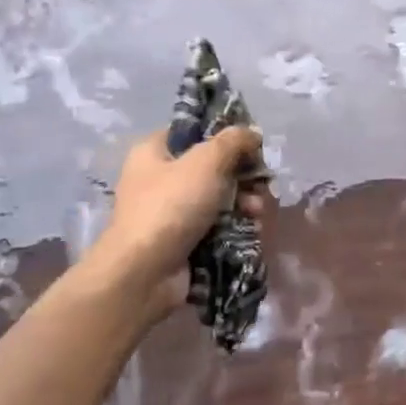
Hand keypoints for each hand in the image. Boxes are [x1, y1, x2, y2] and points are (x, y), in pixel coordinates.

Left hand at [91, 127, 267, 298]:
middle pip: (212, 167)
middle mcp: (159, 178)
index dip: (224, 134)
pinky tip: (251, 229)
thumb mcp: (206, 162)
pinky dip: (235, 226)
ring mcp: (170, 212)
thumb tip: (252, 132)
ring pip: (218, 198)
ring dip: (244, 202)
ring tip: (257, 212)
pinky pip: (217, 225)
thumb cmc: (171, 205)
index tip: (252, 145)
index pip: (193, 132)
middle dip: (242, 176)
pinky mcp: (182, 240)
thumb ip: (233, 141)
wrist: (144, 272)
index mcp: (154, 151)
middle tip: (261, 184)